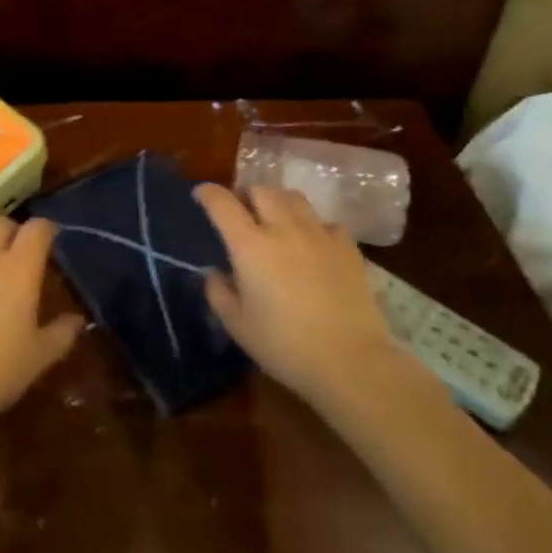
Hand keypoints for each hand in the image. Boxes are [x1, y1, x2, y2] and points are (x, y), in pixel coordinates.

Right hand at [196, 185, 406, 410]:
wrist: (350, 362)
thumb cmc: (284, 346)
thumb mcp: (237, 325)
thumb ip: (218, 292)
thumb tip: (214, 273)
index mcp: (250, 245)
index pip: (221, 202)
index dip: (207, 193)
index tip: (200, 195)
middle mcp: (283, 229)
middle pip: (261, 190)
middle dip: (246, 194)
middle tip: (242, 211)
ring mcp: (318, 235)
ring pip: (294, 198)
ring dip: (278, 202)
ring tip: (276, 218)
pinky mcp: (347, 248)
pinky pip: (326, 222)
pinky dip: (314, 225)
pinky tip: (313, 243)